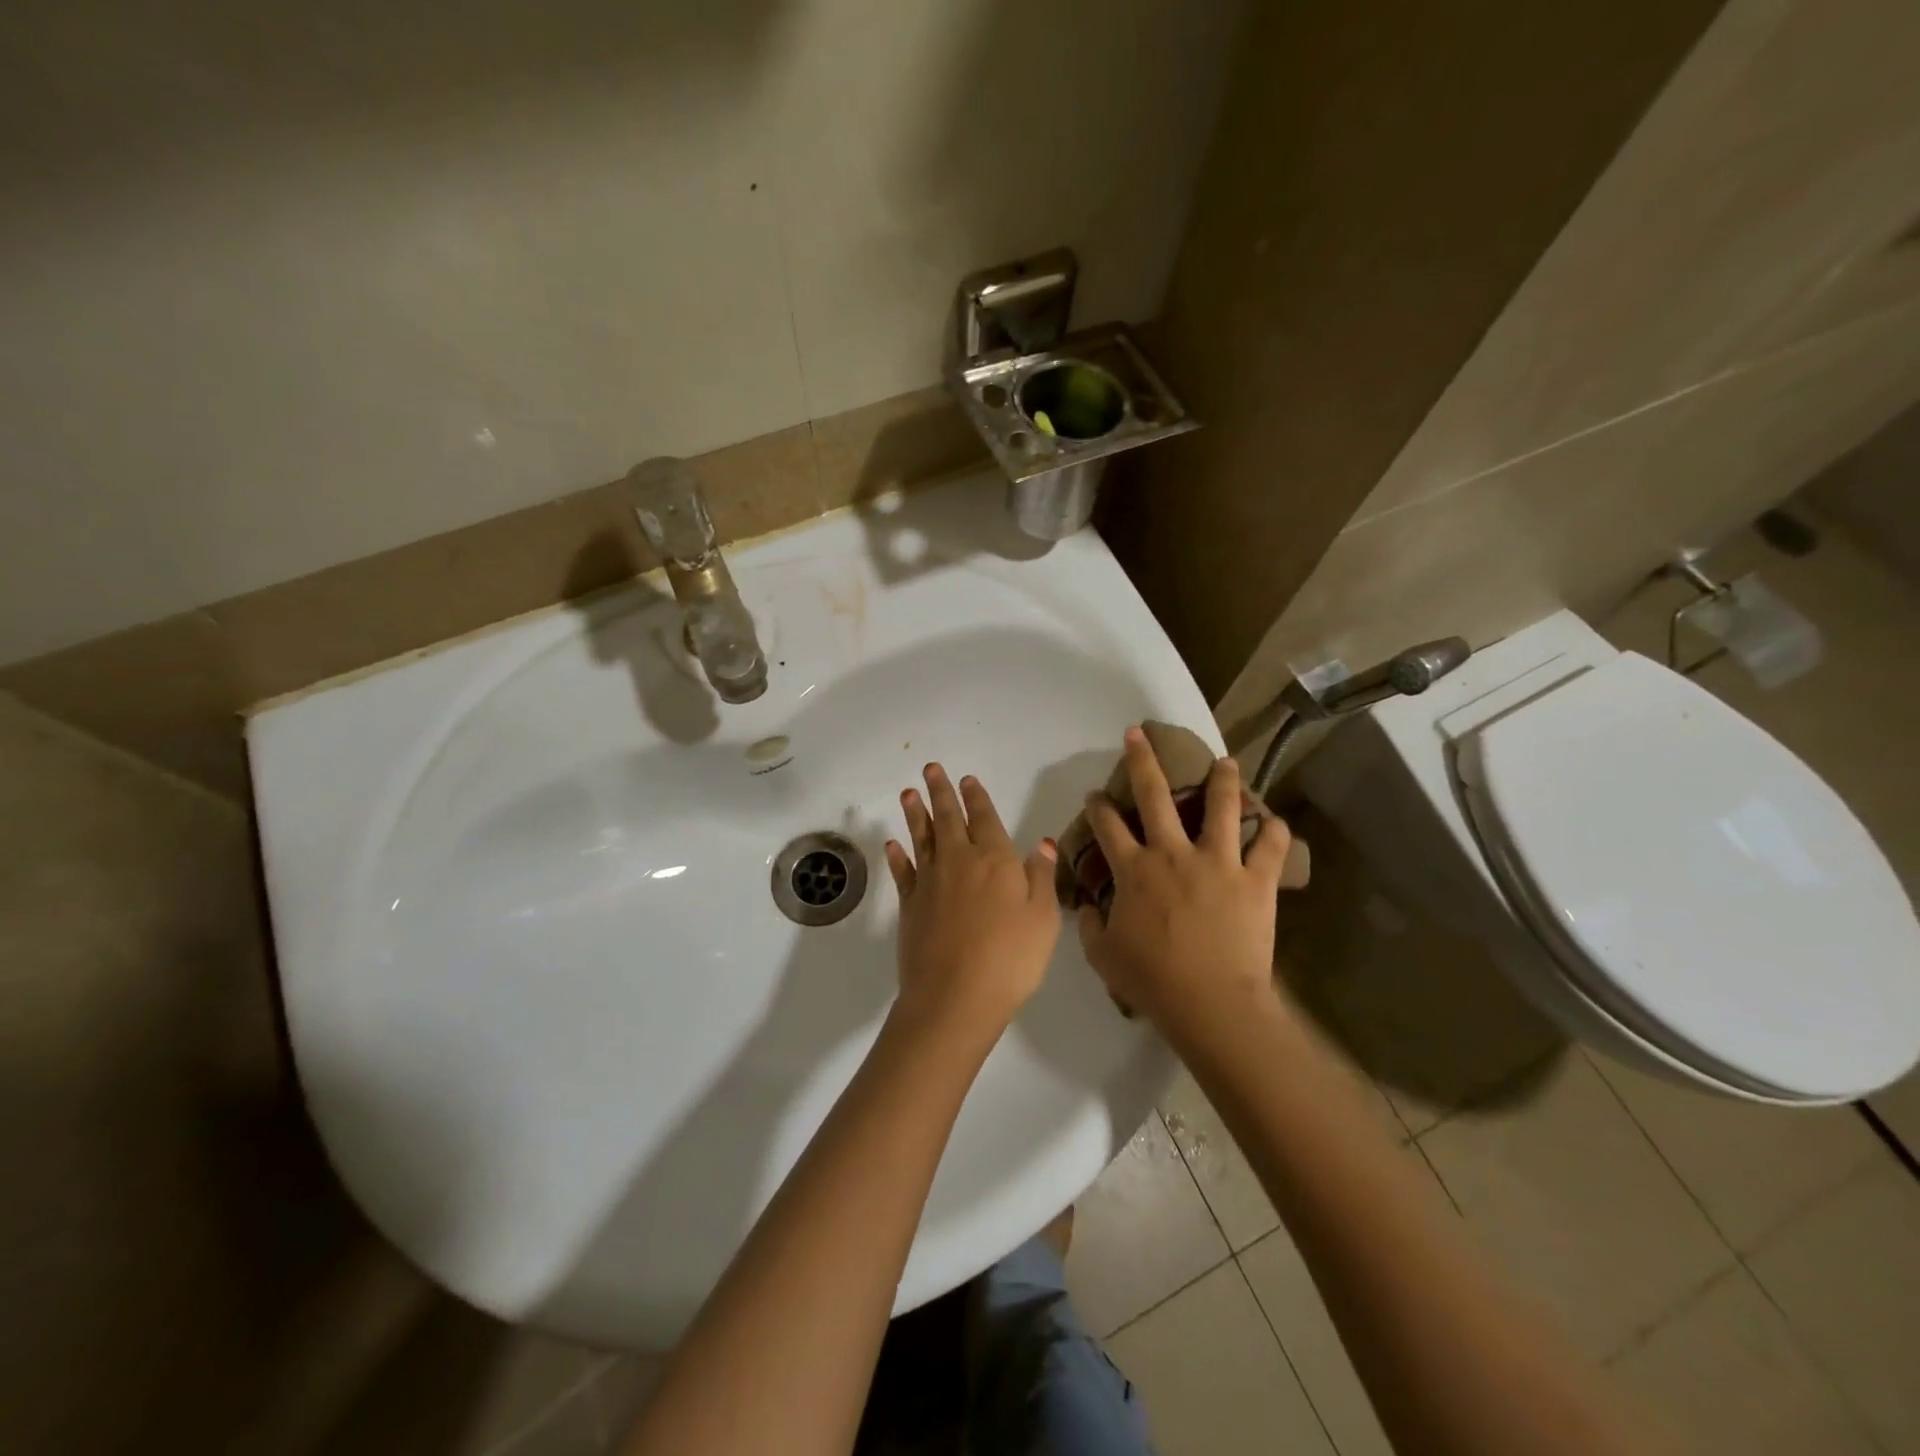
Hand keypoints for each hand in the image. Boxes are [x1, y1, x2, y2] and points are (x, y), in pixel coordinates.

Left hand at [885, 764, 1060, 1040]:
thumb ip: (1042, 877)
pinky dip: (896, 856)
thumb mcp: (1043, 918)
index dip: (976, 797)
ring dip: (915, 813)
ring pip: (921, 837)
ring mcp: (930, 882)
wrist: (955, 996)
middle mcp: (959, 861)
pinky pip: (902, 872)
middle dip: (940, 791)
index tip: (967, 779)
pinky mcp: (909, 905)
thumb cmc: (1010, 958)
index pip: (985, 818)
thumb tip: (1042, 843)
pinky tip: (891, 844)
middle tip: (930, 768)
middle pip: (948, 818)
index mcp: (995, 860)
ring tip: (908, 792)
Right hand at [1076, 728, 1293, 1045]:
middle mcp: (1173, 853)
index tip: (1094, 794)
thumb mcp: (1102, 956)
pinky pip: (1270, 847)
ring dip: (1222, 780)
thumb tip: (1086, 908)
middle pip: (1153, 795)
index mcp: (1134, 870)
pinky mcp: (1255, 880)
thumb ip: (1089, 925)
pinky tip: (1273, 821)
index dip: (1097, 805)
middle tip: (1139, 734)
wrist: (1211, 1003)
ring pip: (1220, 807)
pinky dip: (1273, 831)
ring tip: (1225, 761)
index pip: (1107, 825)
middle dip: (1142, 759)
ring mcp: (1218, 862)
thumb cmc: (1152, 980)